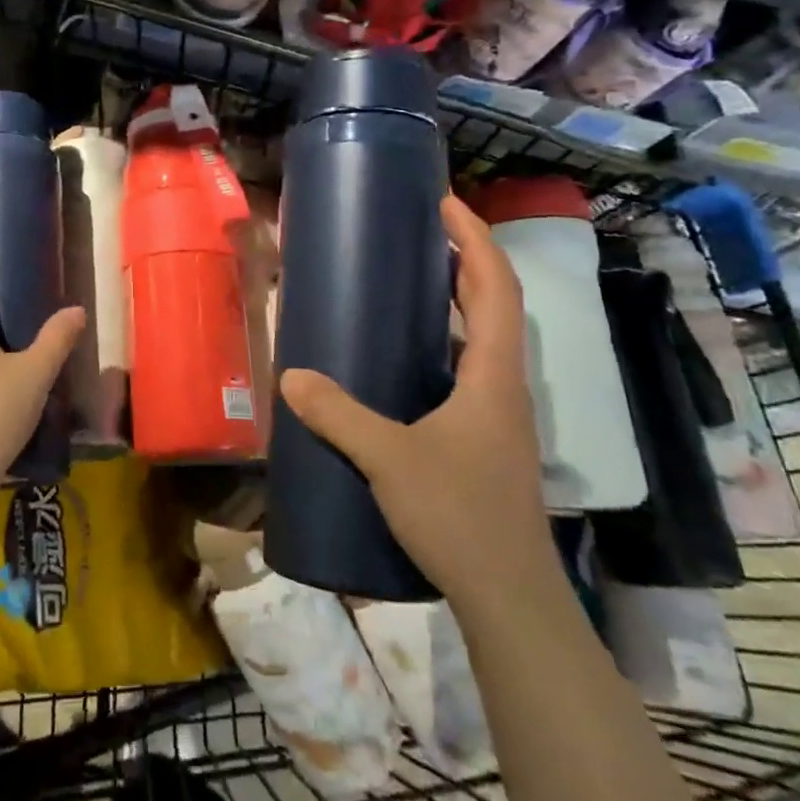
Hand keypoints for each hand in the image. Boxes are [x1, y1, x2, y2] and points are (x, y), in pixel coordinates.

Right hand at [279, 193, 551, 610]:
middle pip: (496, 303)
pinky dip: (447, 340)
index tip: (445, 203)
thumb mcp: (388, 458)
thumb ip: (337, 415)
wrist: (509, 597)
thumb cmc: (459, 516)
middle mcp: (504, 384)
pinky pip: (470, 368)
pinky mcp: (486, 438)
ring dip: (460, 298)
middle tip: (423, 229)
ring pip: (486, 337)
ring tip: (413, 279)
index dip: (475, 239)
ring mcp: (499, 414)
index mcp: (493, 374)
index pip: (496, 287)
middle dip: (466, 258)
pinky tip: (408, 356)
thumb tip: (291, 378)